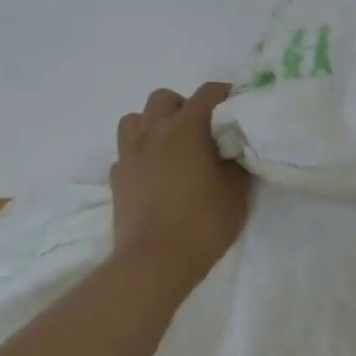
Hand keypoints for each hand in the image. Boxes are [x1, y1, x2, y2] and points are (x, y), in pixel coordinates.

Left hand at [111, 82, 250, 281]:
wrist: (155, 262)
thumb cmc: (203, 222)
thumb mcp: (236, 191)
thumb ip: (235, 160)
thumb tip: (233, 147)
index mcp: (186, 129)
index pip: (207, 93)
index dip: (225, 93)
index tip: (238, 104)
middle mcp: (154, 132)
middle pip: (164, 98)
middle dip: (184, 106)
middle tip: (202, 129)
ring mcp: (130, 154)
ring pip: (136, 119)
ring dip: (155, 124)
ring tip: (172, 145)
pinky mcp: (117, 178)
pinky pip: (127, 151)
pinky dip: (141, 154)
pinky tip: (155, 173)